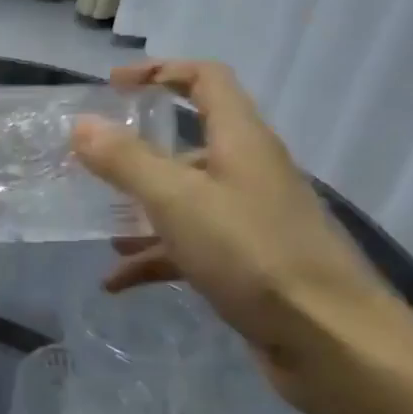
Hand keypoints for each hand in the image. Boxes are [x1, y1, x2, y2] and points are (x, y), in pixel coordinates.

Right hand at [71, 59, 395, 394]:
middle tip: (93, 163)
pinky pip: (189, 247)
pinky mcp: (247, 263)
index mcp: (242, 141)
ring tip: (100, 228)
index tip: (112, 86)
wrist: (330, 341)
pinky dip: (153, 258)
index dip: (159, 72)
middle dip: (138, 152)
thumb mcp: (177, 201)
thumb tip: (82, 124)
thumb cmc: (253, 254)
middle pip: (190, 144)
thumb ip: (126, 161)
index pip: (205, 81)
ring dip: (140, 211)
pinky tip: (117, 282)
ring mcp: (250, 219)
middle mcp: (248, 172)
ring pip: (185, 200)